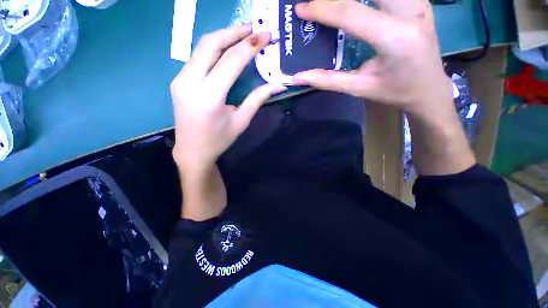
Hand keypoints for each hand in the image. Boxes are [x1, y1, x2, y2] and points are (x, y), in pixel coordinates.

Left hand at [171, 25, 285, 174]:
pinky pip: (197, 57)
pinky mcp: (178, 80)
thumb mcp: (241, 121)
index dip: (250, 45)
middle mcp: (190, 82)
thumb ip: (258, 99)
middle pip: (211, 44)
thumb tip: (278, 84)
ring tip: (243, 35)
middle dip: (234, 32)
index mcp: (209, 96)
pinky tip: (226, 50)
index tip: (265, 35)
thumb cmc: (219, 140)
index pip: (231, 61)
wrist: (192, 150)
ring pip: (201, 47)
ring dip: (223, 37)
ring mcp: (180, 79)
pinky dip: (213, 48)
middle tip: (254, 28)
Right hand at [293, 0, 452, 121]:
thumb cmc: (395, 92)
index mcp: (394, 37)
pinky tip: (360, 2)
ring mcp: (419, 2)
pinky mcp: (420, 1)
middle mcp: (410, 11)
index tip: (301, 9)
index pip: (350, 13)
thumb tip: (299, 78)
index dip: (322, 8)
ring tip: (334, 2)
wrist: (431, 90)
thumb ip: (328, 80)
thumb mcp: (359, 88)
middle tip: (318, 0)